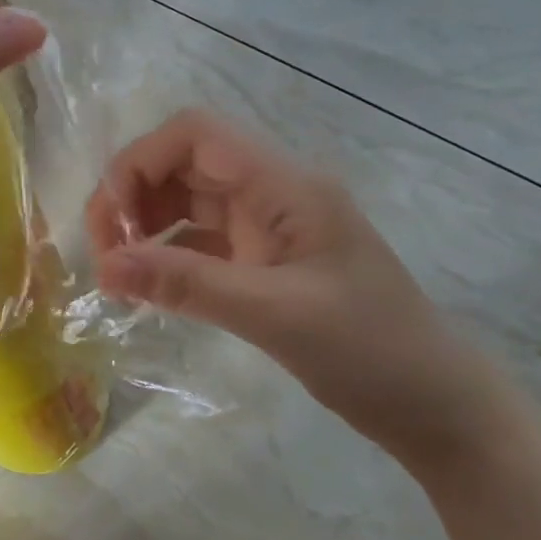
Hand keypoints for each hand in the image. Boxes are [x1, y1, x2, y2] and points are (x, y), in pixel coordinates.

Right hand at [87, 111, 507, 467]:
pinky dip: (167, 257)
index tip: (111, 222)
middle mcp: (271, 193)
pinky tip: (147, 288)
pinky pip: (200, 242)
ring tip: (118, 275)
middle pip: (182, 164)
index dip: (139, 162)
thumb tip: (106, 266)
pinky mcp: (264, 261)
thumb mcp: (273, 315)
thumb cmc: (369, 351)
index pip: (194, 134)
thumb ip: (187, 284)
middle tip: (104, 256)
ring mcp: (268, 227)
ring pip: (186, 203)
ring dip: (145, 228)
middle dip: (133, 198)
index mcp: (283, 185)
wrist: (436, 405)